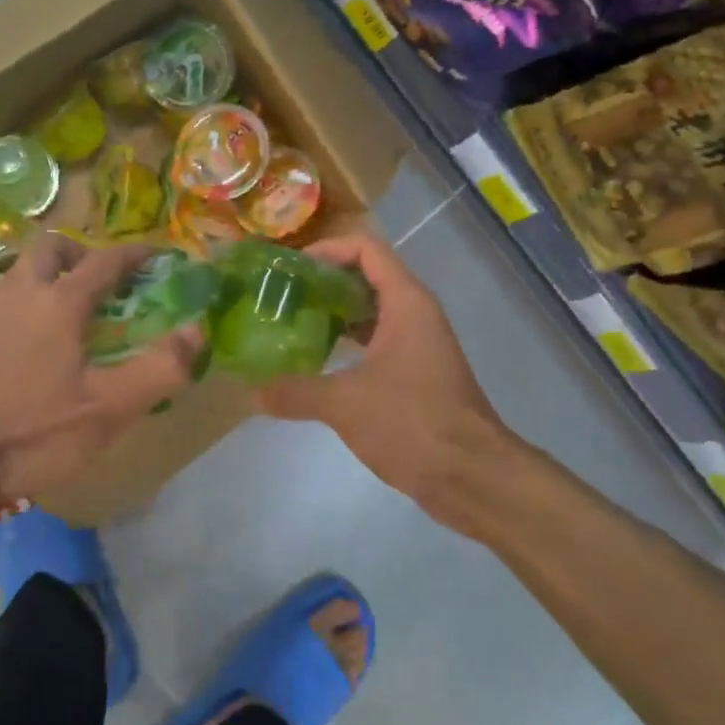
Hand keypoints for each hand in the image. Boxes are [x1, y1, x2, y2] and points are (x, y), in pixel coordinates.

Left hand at [0, 235, 204, 499]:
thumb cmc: (36, 432)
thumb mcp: (109, 408)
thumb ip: (159, 368)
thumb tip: (197, 331)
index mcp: (58, 302)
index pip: (104, 261)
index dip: (136, 255)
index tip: (159, 257)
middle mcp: (20, 293)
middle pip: (51, 247)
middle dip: (83, 254)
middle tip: (105, 284)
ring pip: (23, 271)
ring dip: (53, 275)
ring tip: (76, 313)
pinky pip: (7, 298)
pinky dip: (30, 300)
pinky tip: (40, 342)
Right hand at [257, 231, 514, 513]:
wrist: (472, 475)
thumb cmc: (412, 422)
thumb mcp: (344, 403)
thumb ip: (295, 391)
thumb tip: (252, 392)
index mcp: (406, 303)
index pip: (366, 249)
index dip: (327, 250)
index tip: (290, 269)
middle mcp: (416, 314)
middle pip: (367, 277)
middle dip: (325, 283)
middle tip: (283, 298)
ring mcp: (419, 345)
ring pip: (372, 313)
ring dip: (335, 316)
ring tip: (291, 326)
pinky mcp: (418, 375)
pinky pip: (377, 344)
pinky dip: (348, 345)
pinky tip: (317, 364)